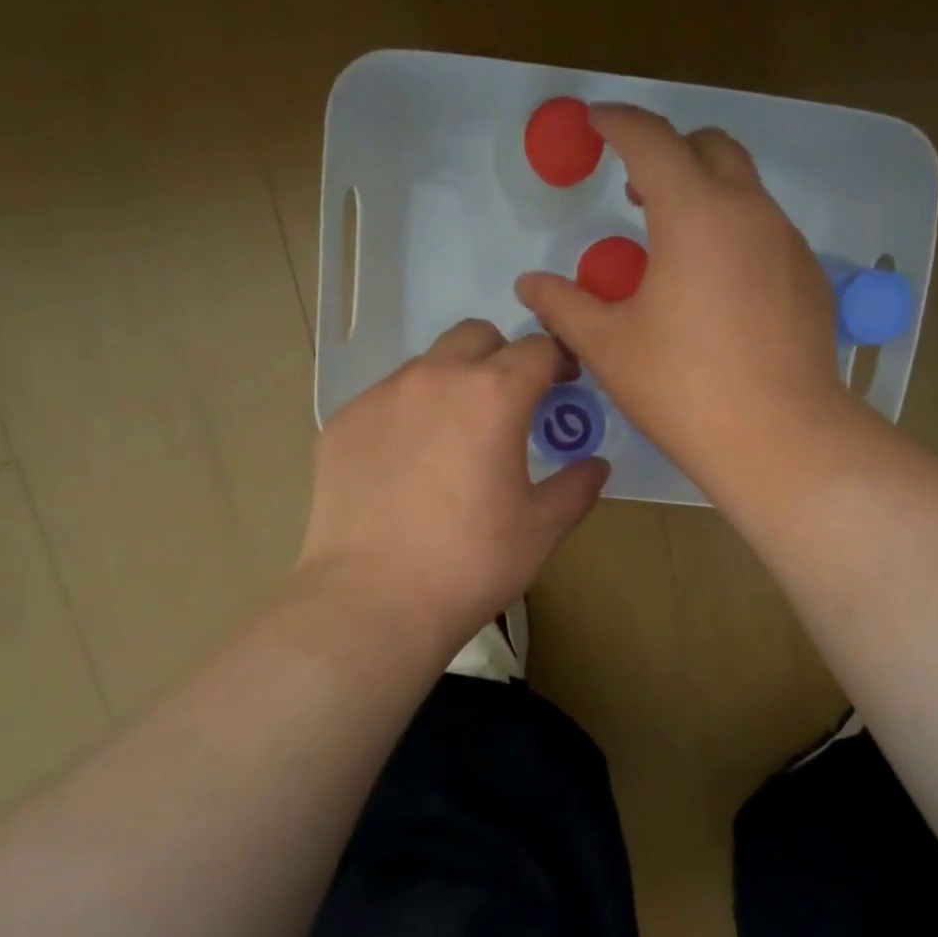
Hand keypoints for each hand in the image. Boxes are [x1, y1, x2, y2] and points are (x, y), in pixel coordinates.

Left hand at [295, 319, 609, 649]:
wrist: (373, 601)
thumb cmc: (471, 563)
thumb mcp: (541, 529)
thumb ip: (576, 487)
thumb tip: (595, 466)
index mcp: (494, 394)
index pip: (537, 347)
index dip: (558, 359)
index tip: (564, 384)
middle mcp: (435, 378)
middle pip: (476, 336)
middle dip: (501, 356)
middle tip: (509, 402)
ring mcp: (381, 397)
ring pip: (426, 365)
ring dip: (452, 383)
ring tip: (454, 437)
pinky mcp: (342, 423)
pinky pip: (385, 400)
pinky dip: (407, 415)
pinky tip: (406, 465)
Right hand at [515, 104, 852, 486]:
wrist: (778, 437)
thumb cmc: (682, 388)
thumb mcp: (607, 346)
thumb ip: (563, 305)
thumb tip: (529, 284)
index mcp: (694, 213)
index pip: (651, 139)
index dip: (617, 122)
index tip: (596, 121)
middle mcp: (749, 211)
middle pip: (711, 147)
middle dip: (669, 151)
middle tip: (635, 188)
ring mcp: (788, 242)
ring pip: (745, 189)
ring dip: (705, 194)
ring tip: (673, 247)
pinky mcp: (810, 277)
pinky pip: (767, 232)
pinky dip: (735, 234)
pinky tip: (718, 290)